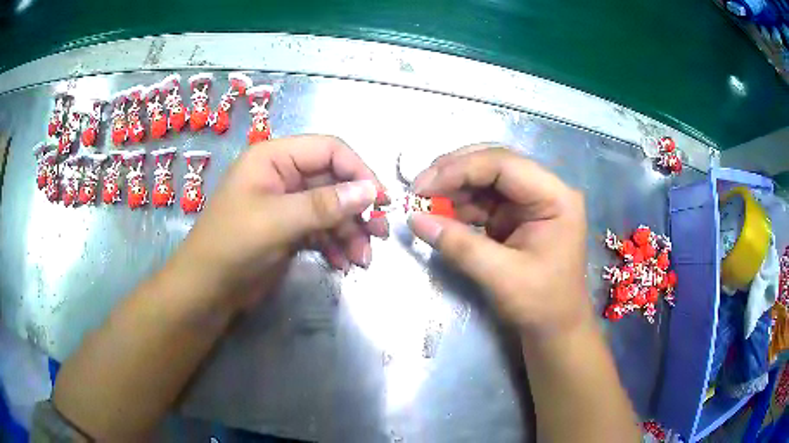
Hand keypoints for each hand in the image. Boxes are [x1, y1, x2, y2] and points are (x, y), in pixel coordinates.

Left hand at [167, 135, 387, 311]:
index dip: (359, 171)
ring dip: (350, 233)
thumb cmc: (232, 247)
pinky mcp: (289, 230)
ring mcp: (286, 204)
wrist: (206, 290)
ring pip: (331, 209)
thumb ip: (324, 205)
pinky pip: (321, 230)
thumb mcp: (277, 222)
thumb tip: (371, 191)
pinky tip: (343, 265)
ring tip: (362, 260)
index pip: (329, 150)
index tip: (381, 201)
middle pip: (334, 182)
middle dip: (358, 209)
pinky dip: (335, 246)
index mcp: (274, 158)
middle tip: (381, 235)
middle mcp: (283, 175)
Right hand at [408, 146, 590, 339]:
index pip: (504, 164)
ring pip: (485, 179)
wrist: (554, 328)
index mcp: (555, 196)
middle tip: (418, 189)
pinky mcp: (515, 216)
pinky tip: (440, 215)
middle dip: (454, 173)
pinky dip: (459, 206)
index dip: (460, 169)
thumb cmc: (541, 304)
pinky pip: (483, 200)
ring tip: (423, 204)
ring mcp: (529, 201)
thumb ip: (459, 245)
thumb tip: (414, 219)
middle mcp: (544, 190)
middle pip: (494, 164)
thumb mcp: (501, 277)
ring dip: (452, 189)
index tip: (422, 186)